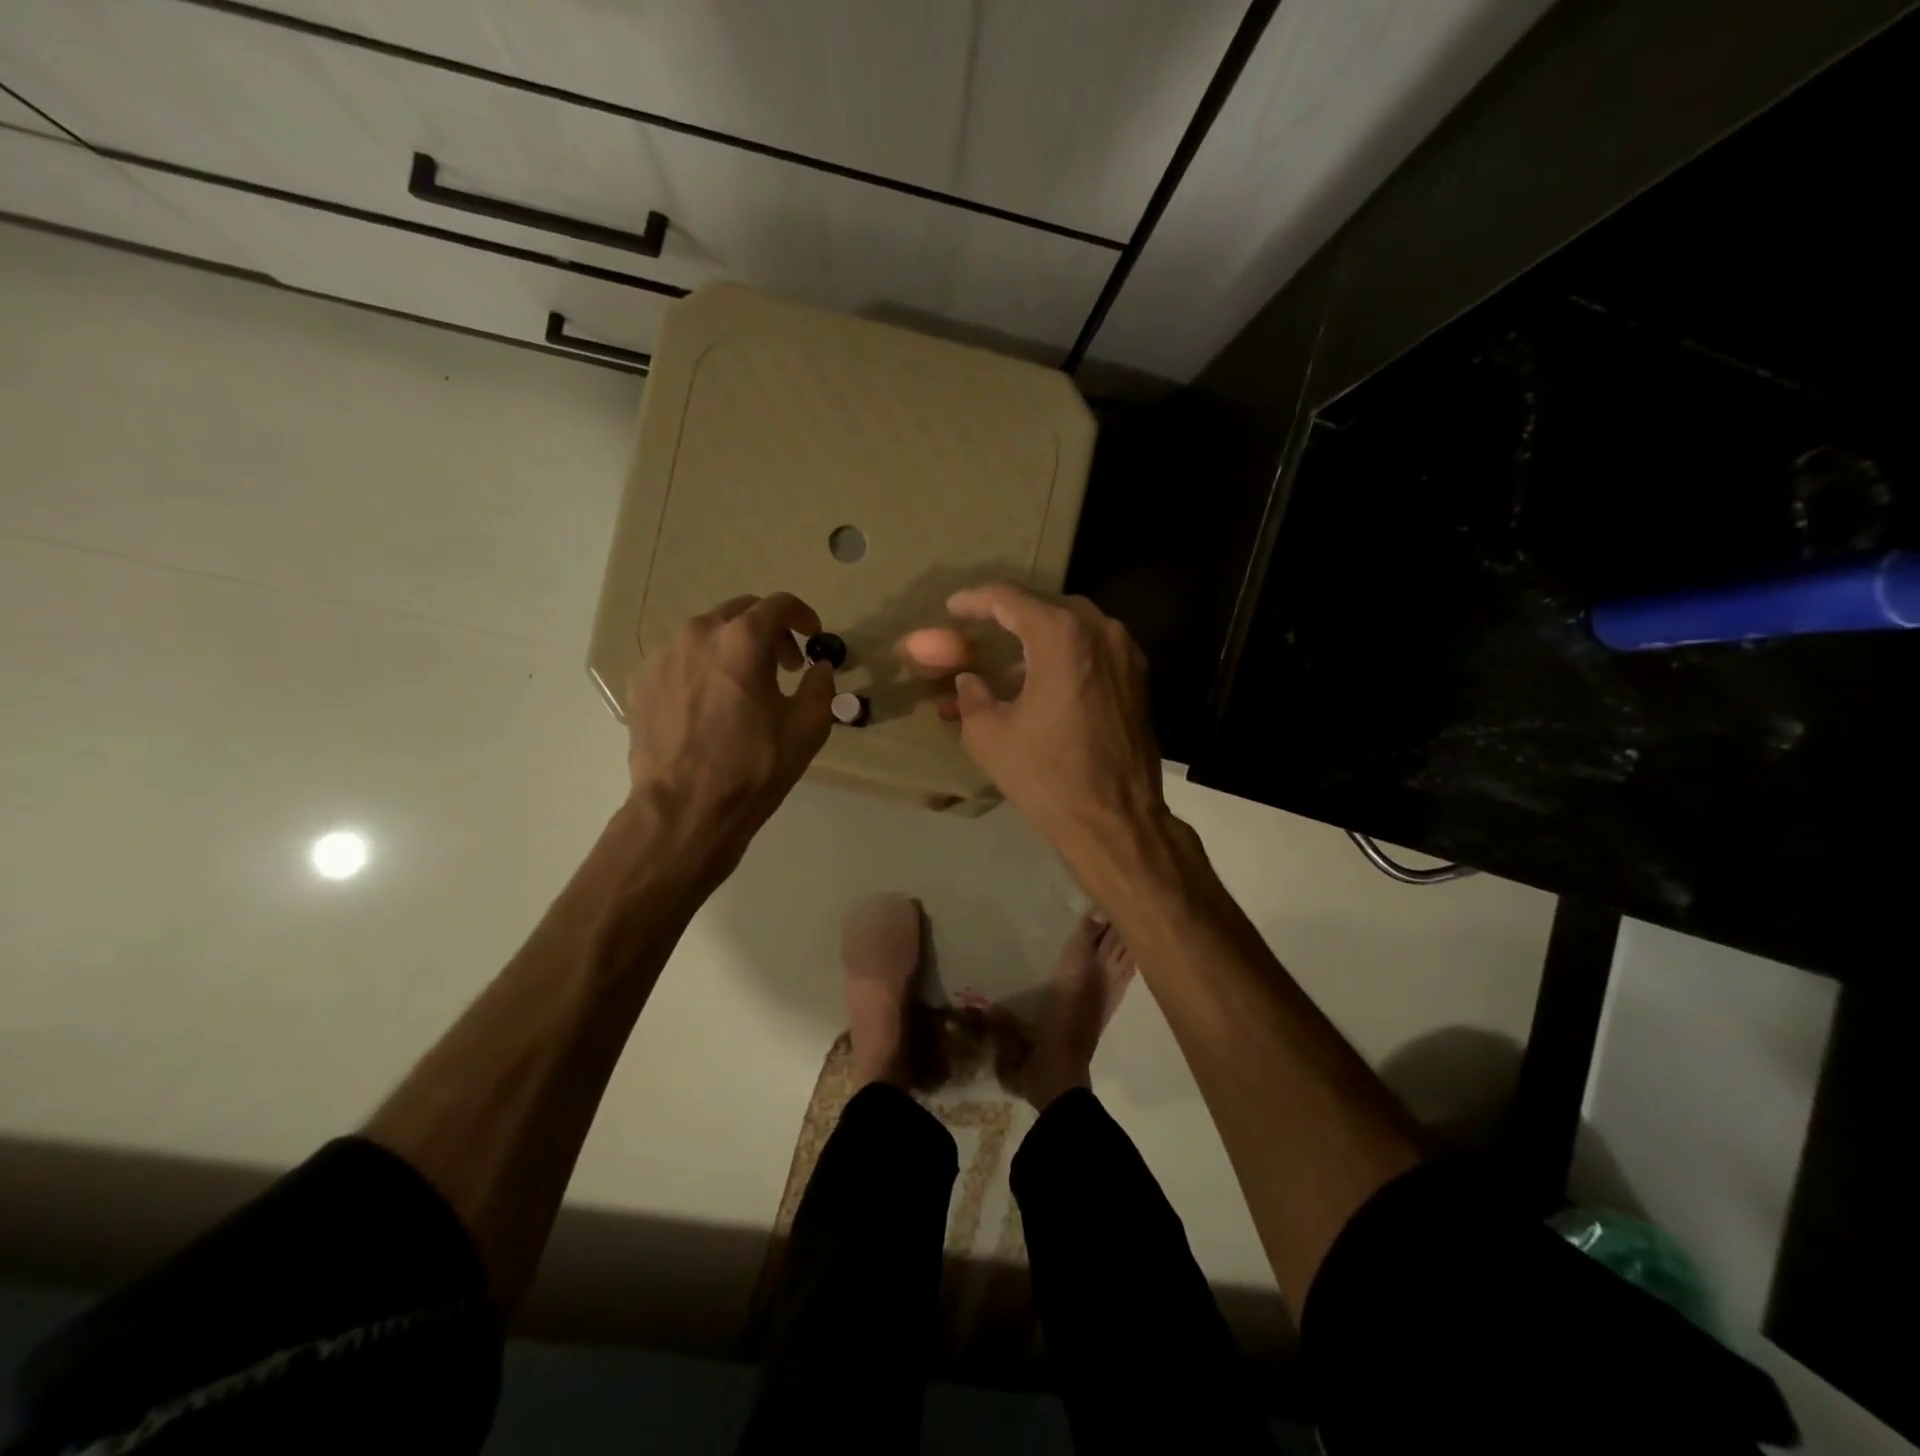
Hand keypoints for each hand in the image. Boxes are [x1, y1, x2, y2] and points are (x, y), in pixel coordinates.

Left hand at [622, 592, 835, 877]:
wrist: (685, 809)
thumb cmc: (753, 767)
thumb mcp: (807, 728)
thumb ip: (821, 685)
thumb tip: (819, 667)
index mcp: (743, 639)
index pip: (780, 604)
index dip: (803, 616)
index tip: (813, 637)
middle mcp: (698, 634)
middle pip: (741, 612)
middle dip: (768, 630)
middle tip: (784, 665)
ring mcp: (664, 656)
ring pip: (707, 634)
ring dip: (733, 648)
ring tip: (744, 687)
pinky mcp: (642, 681)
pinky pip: (680, 659)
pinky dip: (702, 668)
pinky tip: (711, 705)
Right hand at [943, 583, 1170, 873]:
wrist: (1115, 819)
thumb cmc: (1047, 775)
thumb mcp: (989, 736)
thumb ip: (971, 696)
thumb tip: (969, 680)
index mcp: (1061, 636)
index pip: (1010, 599)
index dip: (976, 599)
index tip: (953, 606)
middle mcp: (1101, 632)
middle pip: (1046, 606)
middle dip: (1010, 614)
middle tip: (980, 628)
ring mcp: (1126, 654)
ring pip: (1075, 626)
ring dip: (1040, 636)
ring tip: (1008, 662)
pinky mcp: (1138, 679)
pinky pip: (1095, 649)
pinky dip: (1066, 654)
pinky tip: (1043, 682)